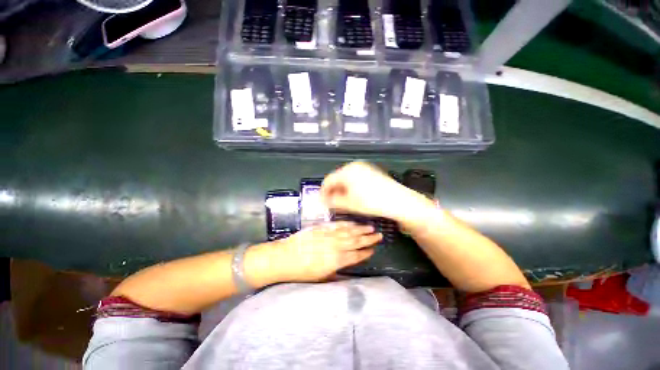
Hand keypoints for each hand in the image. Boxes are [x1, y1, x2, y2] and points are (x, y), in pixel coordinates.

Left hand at [263, 222, 381, 281]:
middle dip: (369, 239)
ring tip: (371, 228)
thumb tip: (346, 269)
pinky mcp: (322, 228)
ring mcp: (329, 235)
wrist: (284, 257)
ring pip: (349, 232)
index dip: (365, 253)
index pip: (355, 256)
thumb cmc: (301, 272)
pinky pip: (337, 225)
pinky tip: (353, 223)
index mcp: (336, 261)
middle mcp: (335, 247)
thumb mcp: (320, 278)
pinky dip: (347, 224)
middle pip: (356, 242)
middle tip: (379, 236)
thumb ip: (335, 273)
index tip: (373, 250)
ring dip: (361, 230)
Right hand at [321, 162, 433, 223]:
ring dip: (342, 189)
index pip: (328, 180)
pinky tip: (355, 196)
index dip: (323, 192)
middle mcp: (354, 166)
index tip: (322, 203)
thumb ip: (333, 201)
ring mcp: (364, 167)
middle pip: (337, 178)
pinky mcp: (371, 171)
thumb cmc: (371, 202)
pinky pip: (355, 178)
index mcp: (346, 171)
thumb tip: (324, 200)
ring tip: (343, 201)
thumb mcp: (349, 204)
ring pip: (346, 178)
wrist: (398, 200)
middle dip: (333, 191)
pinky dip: (351, 186)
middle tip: (333, 204)